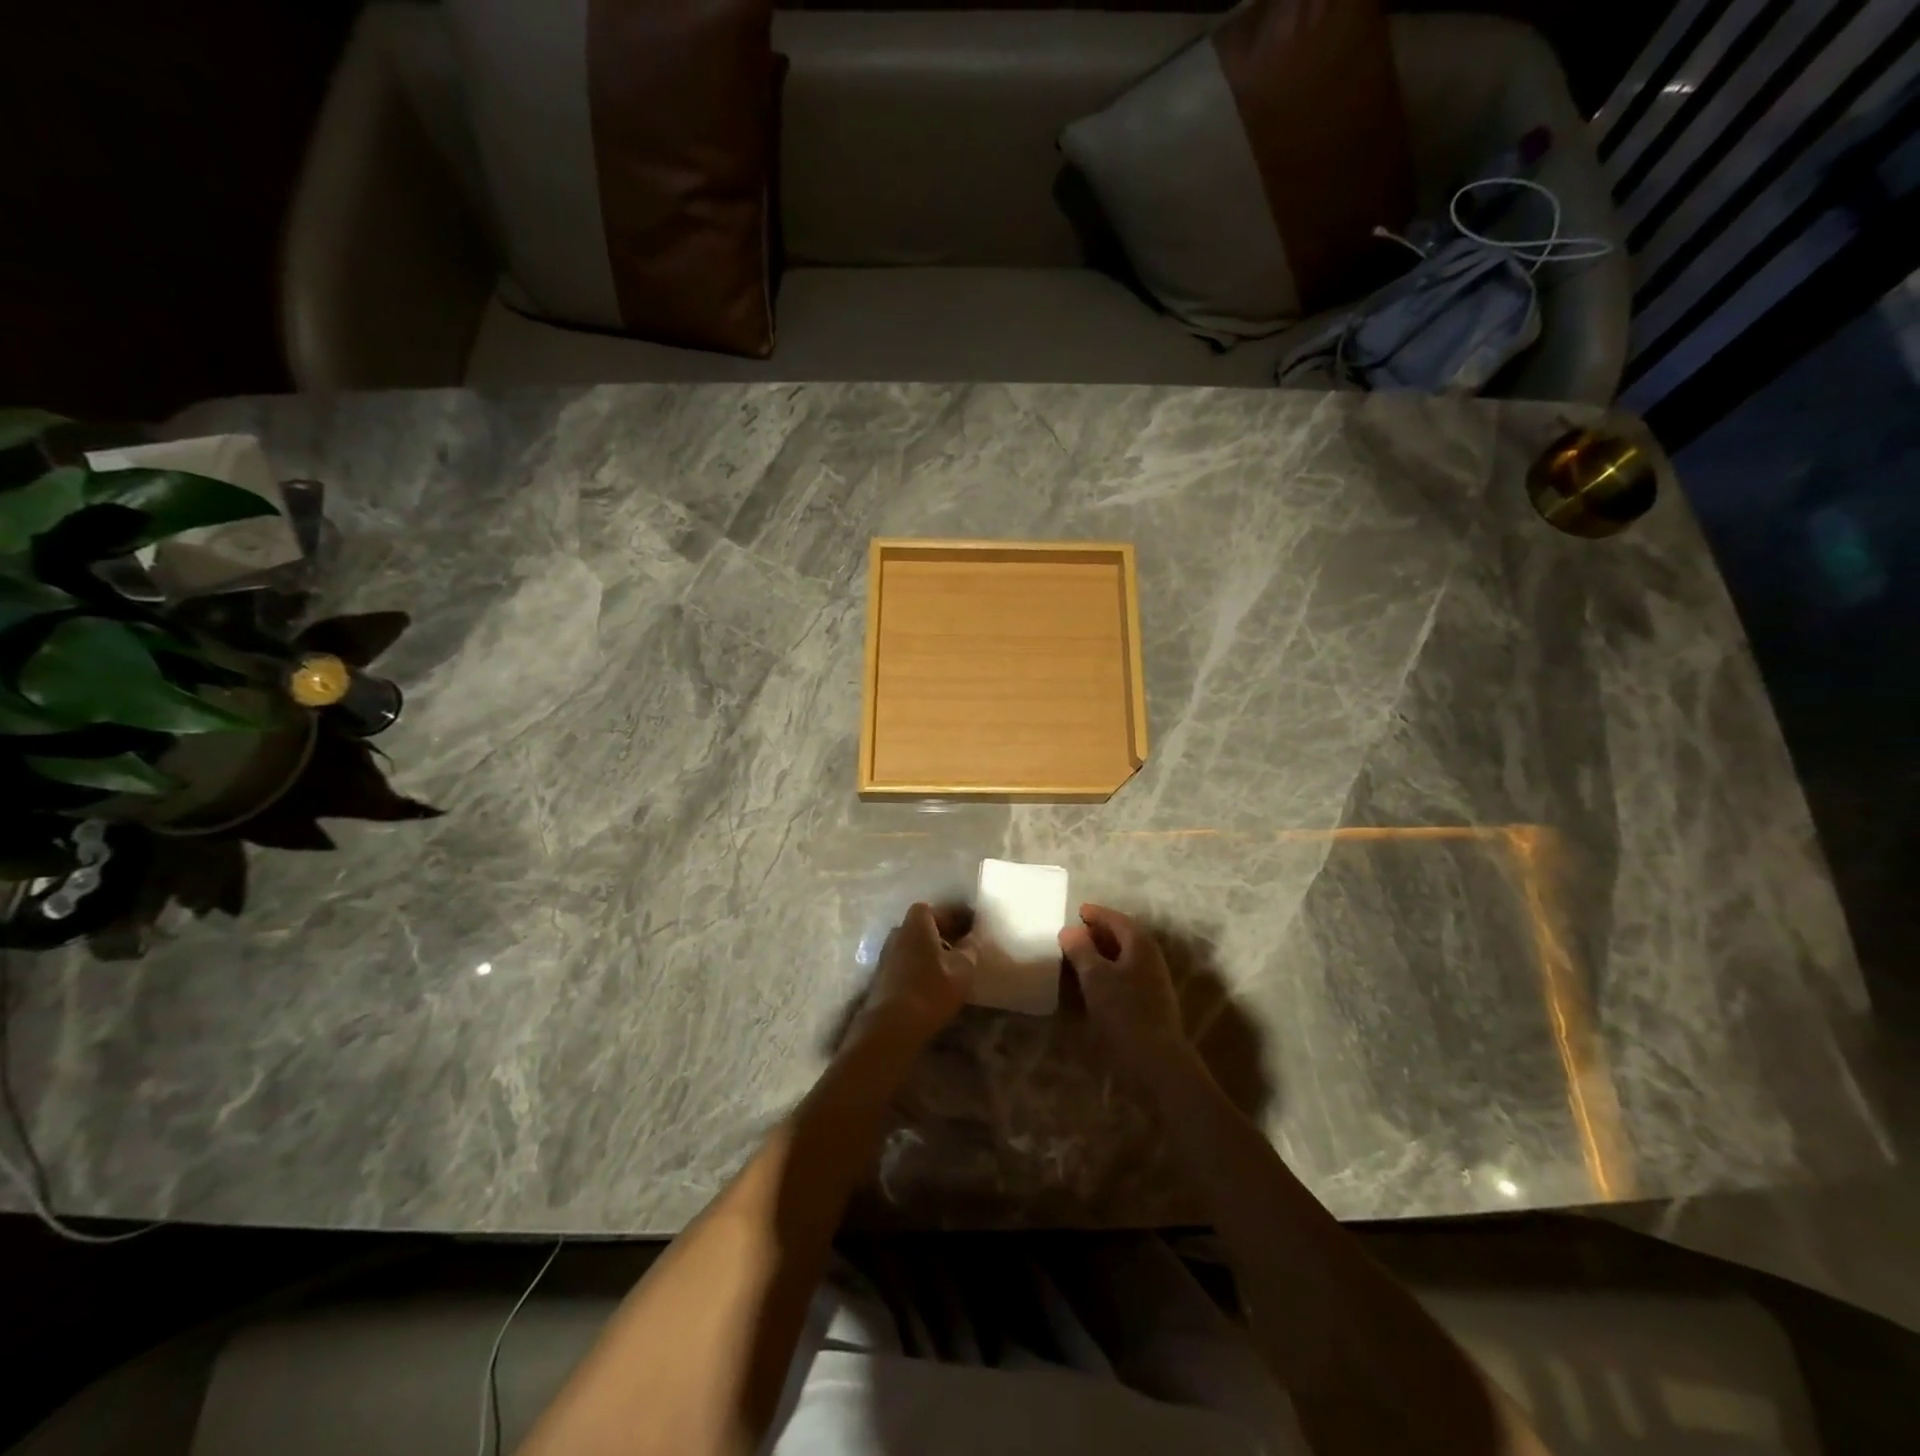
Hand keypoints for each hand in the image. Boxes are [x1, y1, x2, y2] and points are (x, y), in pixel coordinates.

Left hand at [852, 903, 973, 1048]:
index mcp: (918, 921)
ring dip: (932, 950)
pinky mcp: (883, 975)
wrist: (891, 1025)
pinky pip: (908, 961)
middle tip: (965, 944)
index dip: (958, 916)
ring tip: (954, 964)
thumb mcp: (962, 968)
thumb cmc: (931, 989)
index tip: (973, 926)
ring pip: (916, 945)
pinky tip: (936, 979)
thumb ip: (969, 949)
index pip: (941, 910)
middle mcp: (899, 930)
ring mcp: (888, 953)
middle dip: (945, 933)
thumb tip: (971, 939)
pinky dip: (922, 965)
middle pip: (925, 926)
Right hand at [1059, 904, 1193, 1081]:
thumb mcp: (1095, 977)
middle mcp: (1151, 957)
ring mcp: (1154, 979)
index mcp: (1140, 944)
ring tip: (1082, 957)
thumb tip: (1069, 931)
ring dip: (1104, 952)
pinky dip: (1110, 970)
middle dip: (1100, 932)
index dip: (1096, 914)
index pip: (1117, 919)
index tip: (1078, 911)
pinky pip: (1128, 973)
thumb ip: (1081, 950)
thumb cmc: (1123, 1011)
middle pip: (1124, 936)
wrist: (1156, 1059)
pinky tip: (1096, 982)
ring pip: (1126, 956)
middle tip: (1077, 934)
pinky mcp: (1152, 1000)